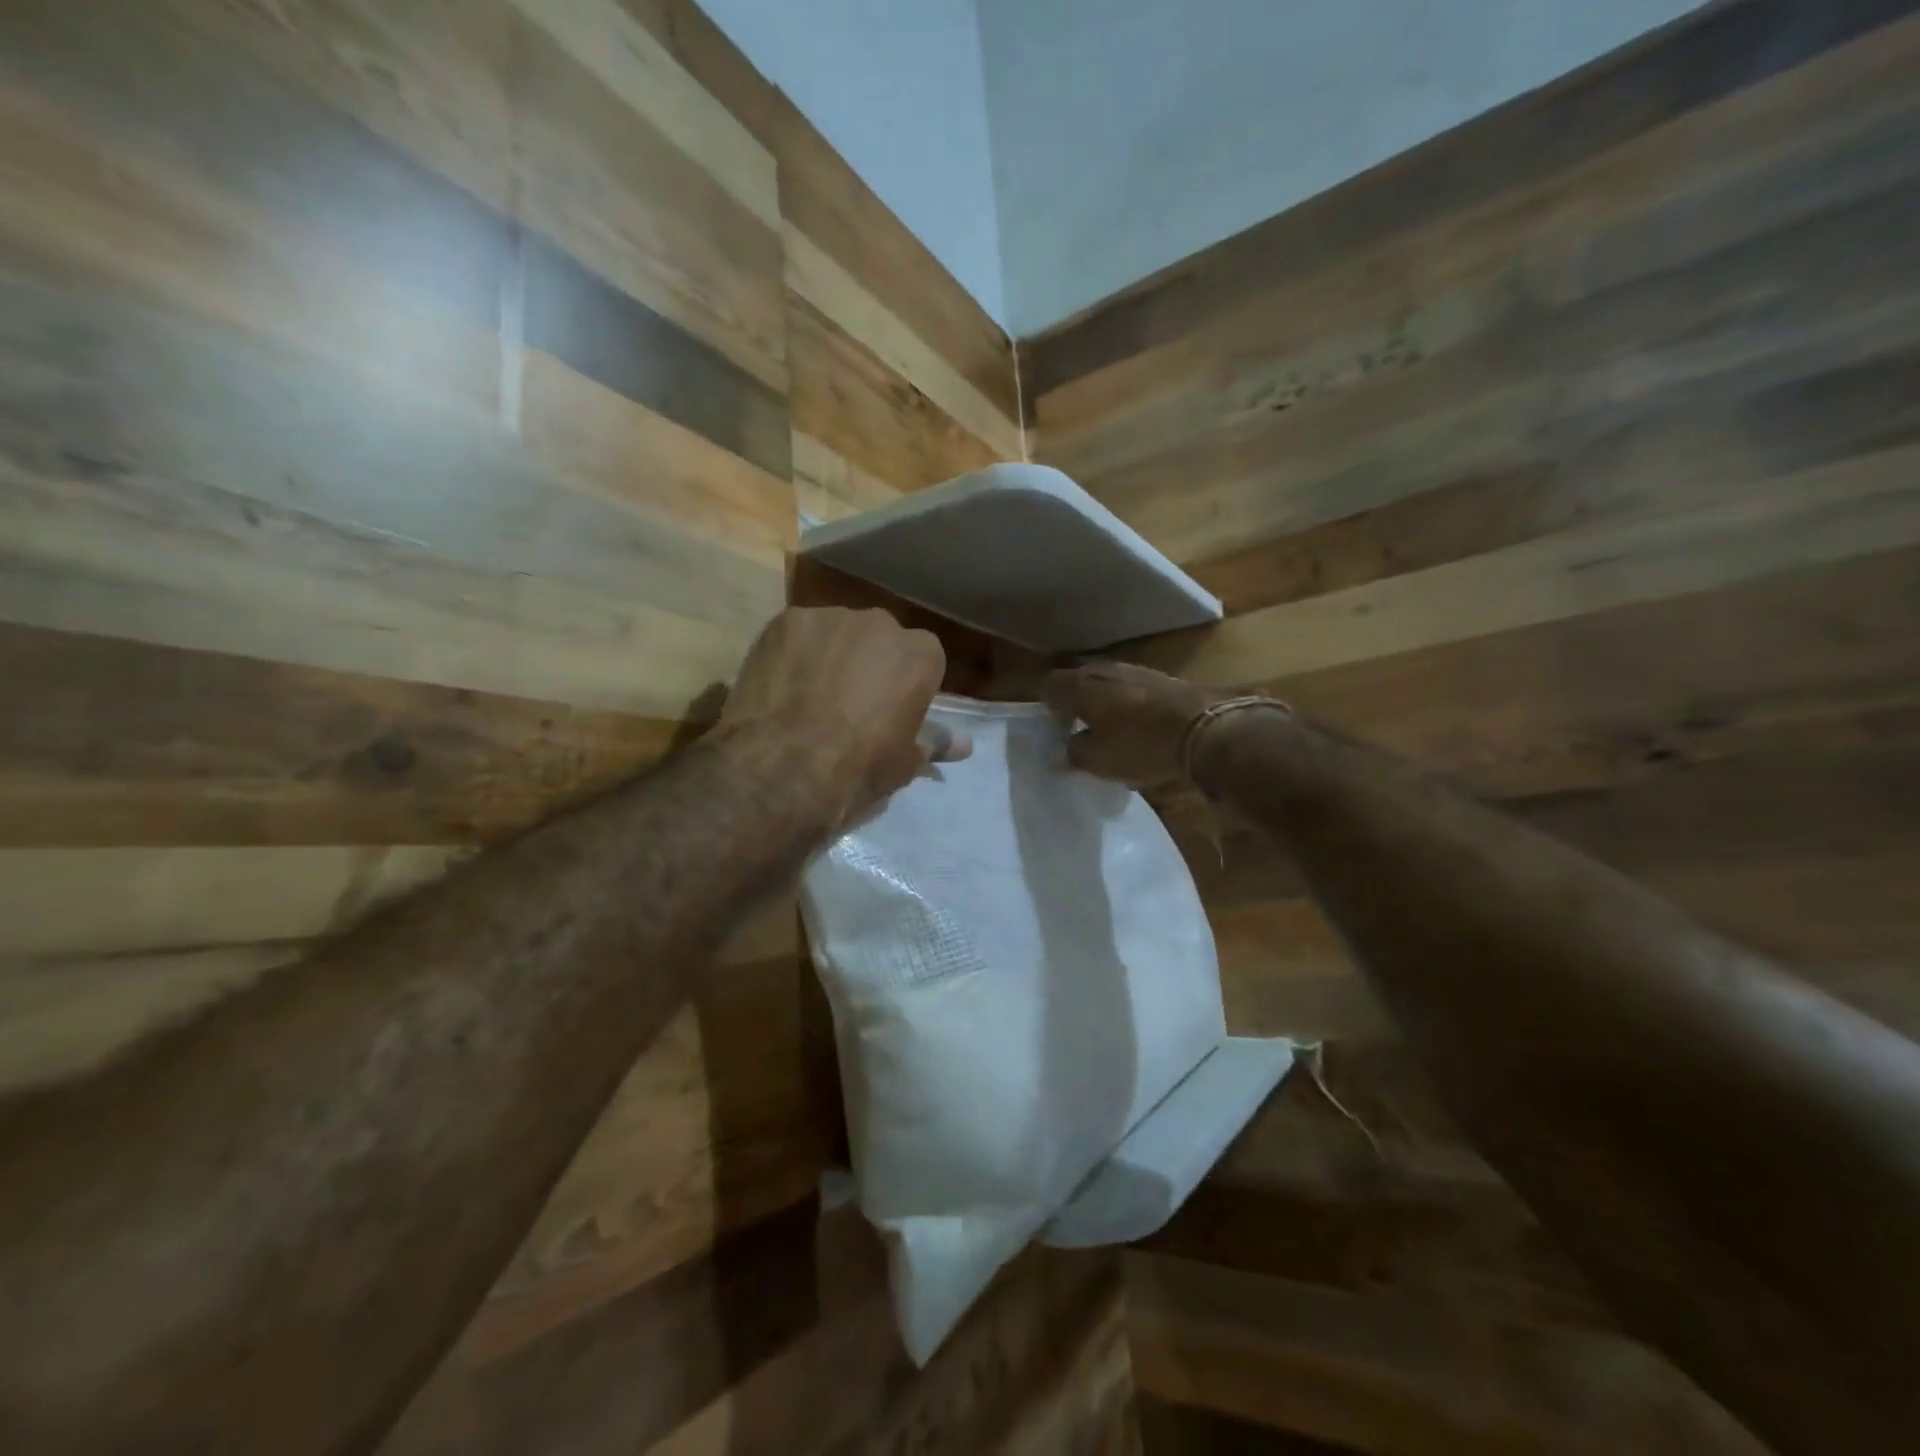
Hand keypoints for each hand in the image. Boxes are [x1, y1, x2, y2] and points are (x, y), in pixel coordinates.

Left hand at [725, 607, 967, 824]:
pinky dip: (792, 655)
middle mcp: (881, 623)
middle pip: (879, 639)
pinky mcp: (786, 620)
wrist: (786, 765)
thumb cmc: (860, 766)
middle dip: (869, 663)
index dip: (906, 684)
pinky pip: (796, 635)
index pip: (923, 659)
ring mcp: (830, 617)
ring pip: (836, 633)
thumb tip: (964, 744)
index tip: (891, 710)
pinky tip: (780, 685)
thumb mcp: (905, 762)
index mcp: (920, 654)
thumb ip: (934, 742)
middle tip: (849, 703)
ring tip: (809, 695)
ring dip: (830, 656)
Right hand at [1042, 662, 1224, 785]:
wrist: (1204, 728)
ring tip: (1105, 729)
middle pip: (1077, 681)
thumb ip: (1072, 754)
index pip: (1048, 685)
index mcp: (1080, 686)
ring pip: (1104, 683)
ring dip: (1100, 702)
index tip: (1053, 728)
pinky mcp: (1159, 678)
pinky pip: (1129, 688)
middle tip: (1075, 729)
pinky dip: (1124, 704)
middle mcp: (1103, 671)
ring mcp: (1134, 670)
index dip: (1046, 706)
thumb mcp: (1099, 760)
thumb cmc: (1139, 745)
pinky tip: (1134, 725)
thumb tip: (1055, 755)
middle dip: (1072, 702)